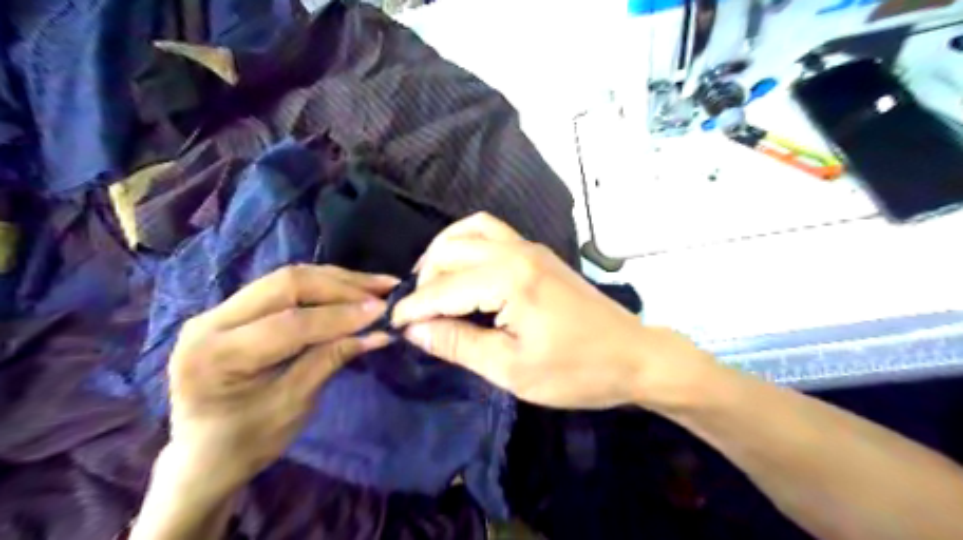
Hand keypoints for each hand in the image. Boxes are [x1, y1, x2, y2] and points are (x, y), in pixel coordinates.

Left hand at [166, 263, 396, 491]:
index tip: (383, 311)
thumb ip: (331, 359)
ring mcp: (219, 310)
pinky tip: (351, 288)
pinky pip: (284, 286)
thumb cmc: (247, 443)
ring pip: (288, 278)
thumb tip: (378, 332)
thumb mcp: (294, 405)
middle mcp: (209, 322)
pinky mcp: (233, 309)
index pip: (289, 323)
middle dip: (342, 286)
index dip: (340, 315)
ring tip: (377, 284)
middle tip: (385, 290)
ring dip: (337, 280)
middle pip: (286, 285)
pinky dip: (323, 285)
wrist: (203, 456)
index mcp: (216, 356)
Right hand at [391, 213, 714, 406]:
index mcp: (508, 280)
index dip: (413, 308)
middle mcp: (516, 252)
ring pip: (469, 231)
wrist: (633, 356)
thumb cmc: (576, 371)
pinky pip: (491, 231)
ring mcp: (530, 247)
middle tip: (420, 315)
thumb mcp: (511, 369)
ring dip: (443, 254)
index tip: (392, 326)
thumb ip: (458, 344)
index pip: (443, 288)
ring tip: (433, 285)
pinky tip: (465, 269)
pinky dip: (467, 243)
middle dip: (425, 280)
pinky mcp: (538, 252)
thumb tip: (414, 329)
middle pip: (450, 250)